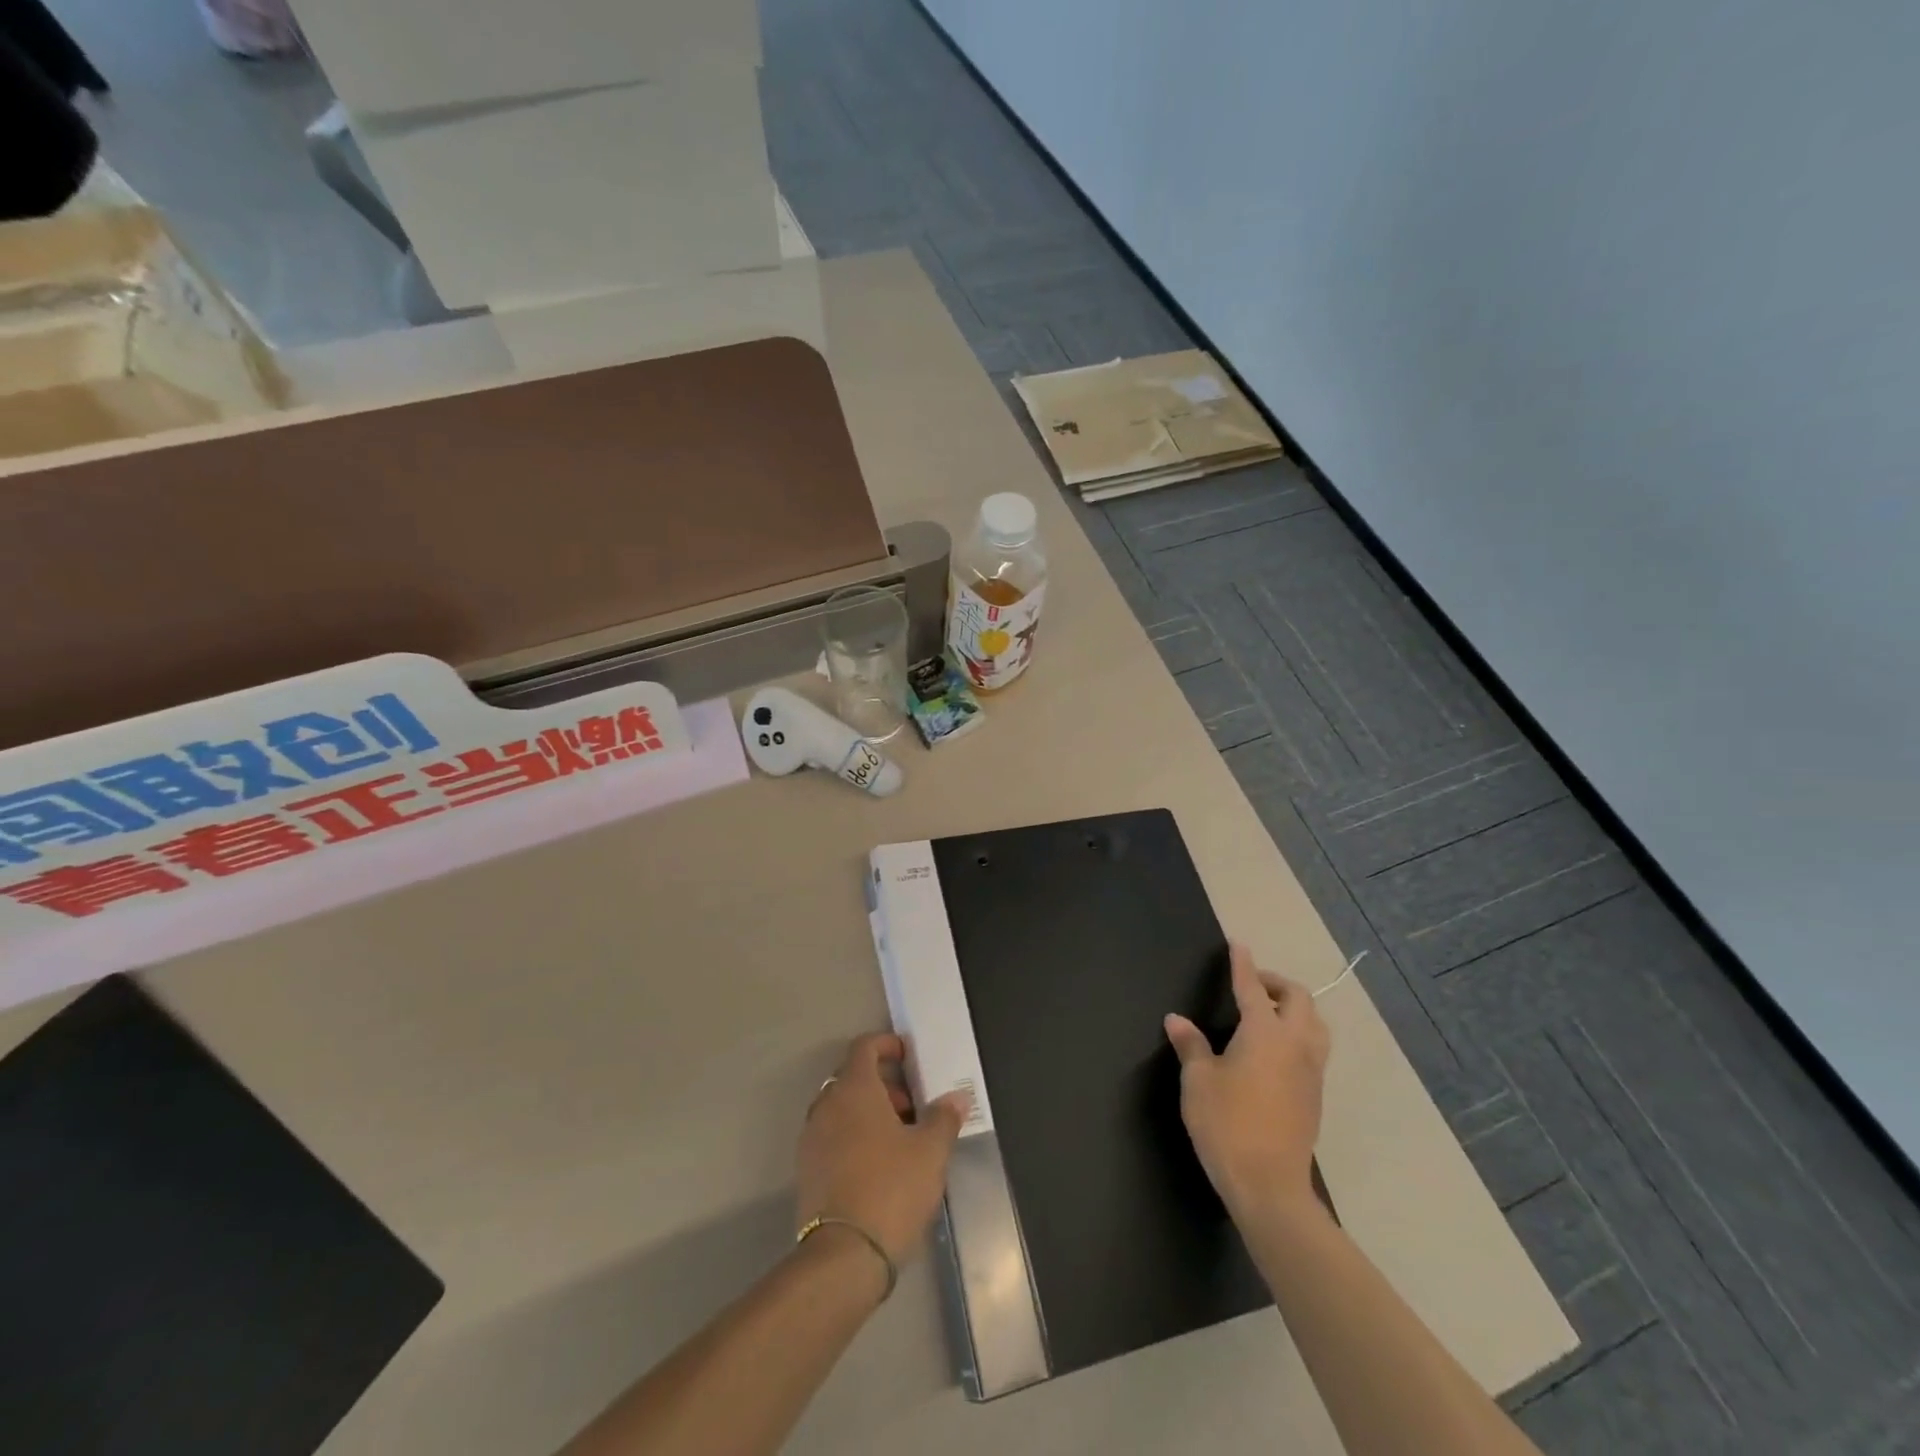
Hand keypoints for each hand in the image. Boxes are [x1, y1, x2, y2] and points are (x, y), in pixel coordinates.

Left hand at [797, 1033, 970, 1266]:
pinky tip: (879, 1165)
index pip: (864, 1047)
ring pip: (842, 1108)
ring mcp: (812, 1138)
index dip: (887, 1044)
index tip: (909, 1056)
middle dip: (884, 1084)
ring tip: (901, 1139)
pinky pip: (832, 1136)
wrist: (843, 1257)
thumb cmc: (891, 1189)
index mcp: (854, 1089)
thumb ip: (944, 1118)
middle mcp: (827, 1105)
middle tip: (913, 1106)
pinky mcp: (807, 1170)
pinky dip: (854, 1136)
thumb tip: (956, 1098)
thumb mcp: (930, 1152)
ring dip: (869, 1112)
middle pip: (853, 1077)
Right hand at [1165, 943, 1330, 1219]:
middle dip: (1276, 983)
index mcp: (1264, 1033)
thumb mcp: (1198, 1081)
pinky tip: (1274, 1051)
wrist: (1269, 1185)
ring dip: (1295, 1009)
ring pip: (1315, 1024)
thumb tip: (1177, 1020)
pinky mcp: (1315, 1095)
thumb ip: (1191, 1045)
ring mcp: (1311, 1071)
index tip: (1238, 944)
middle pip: (1298, 999)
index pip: (1252, 987)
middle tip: (1251, 986)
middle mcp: (1295, 1044)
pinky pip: (1314, 1049)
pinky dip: (1299, 1034)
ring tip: (1268, 1015)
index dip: (1243, 964)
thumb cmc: (1227, 1124)